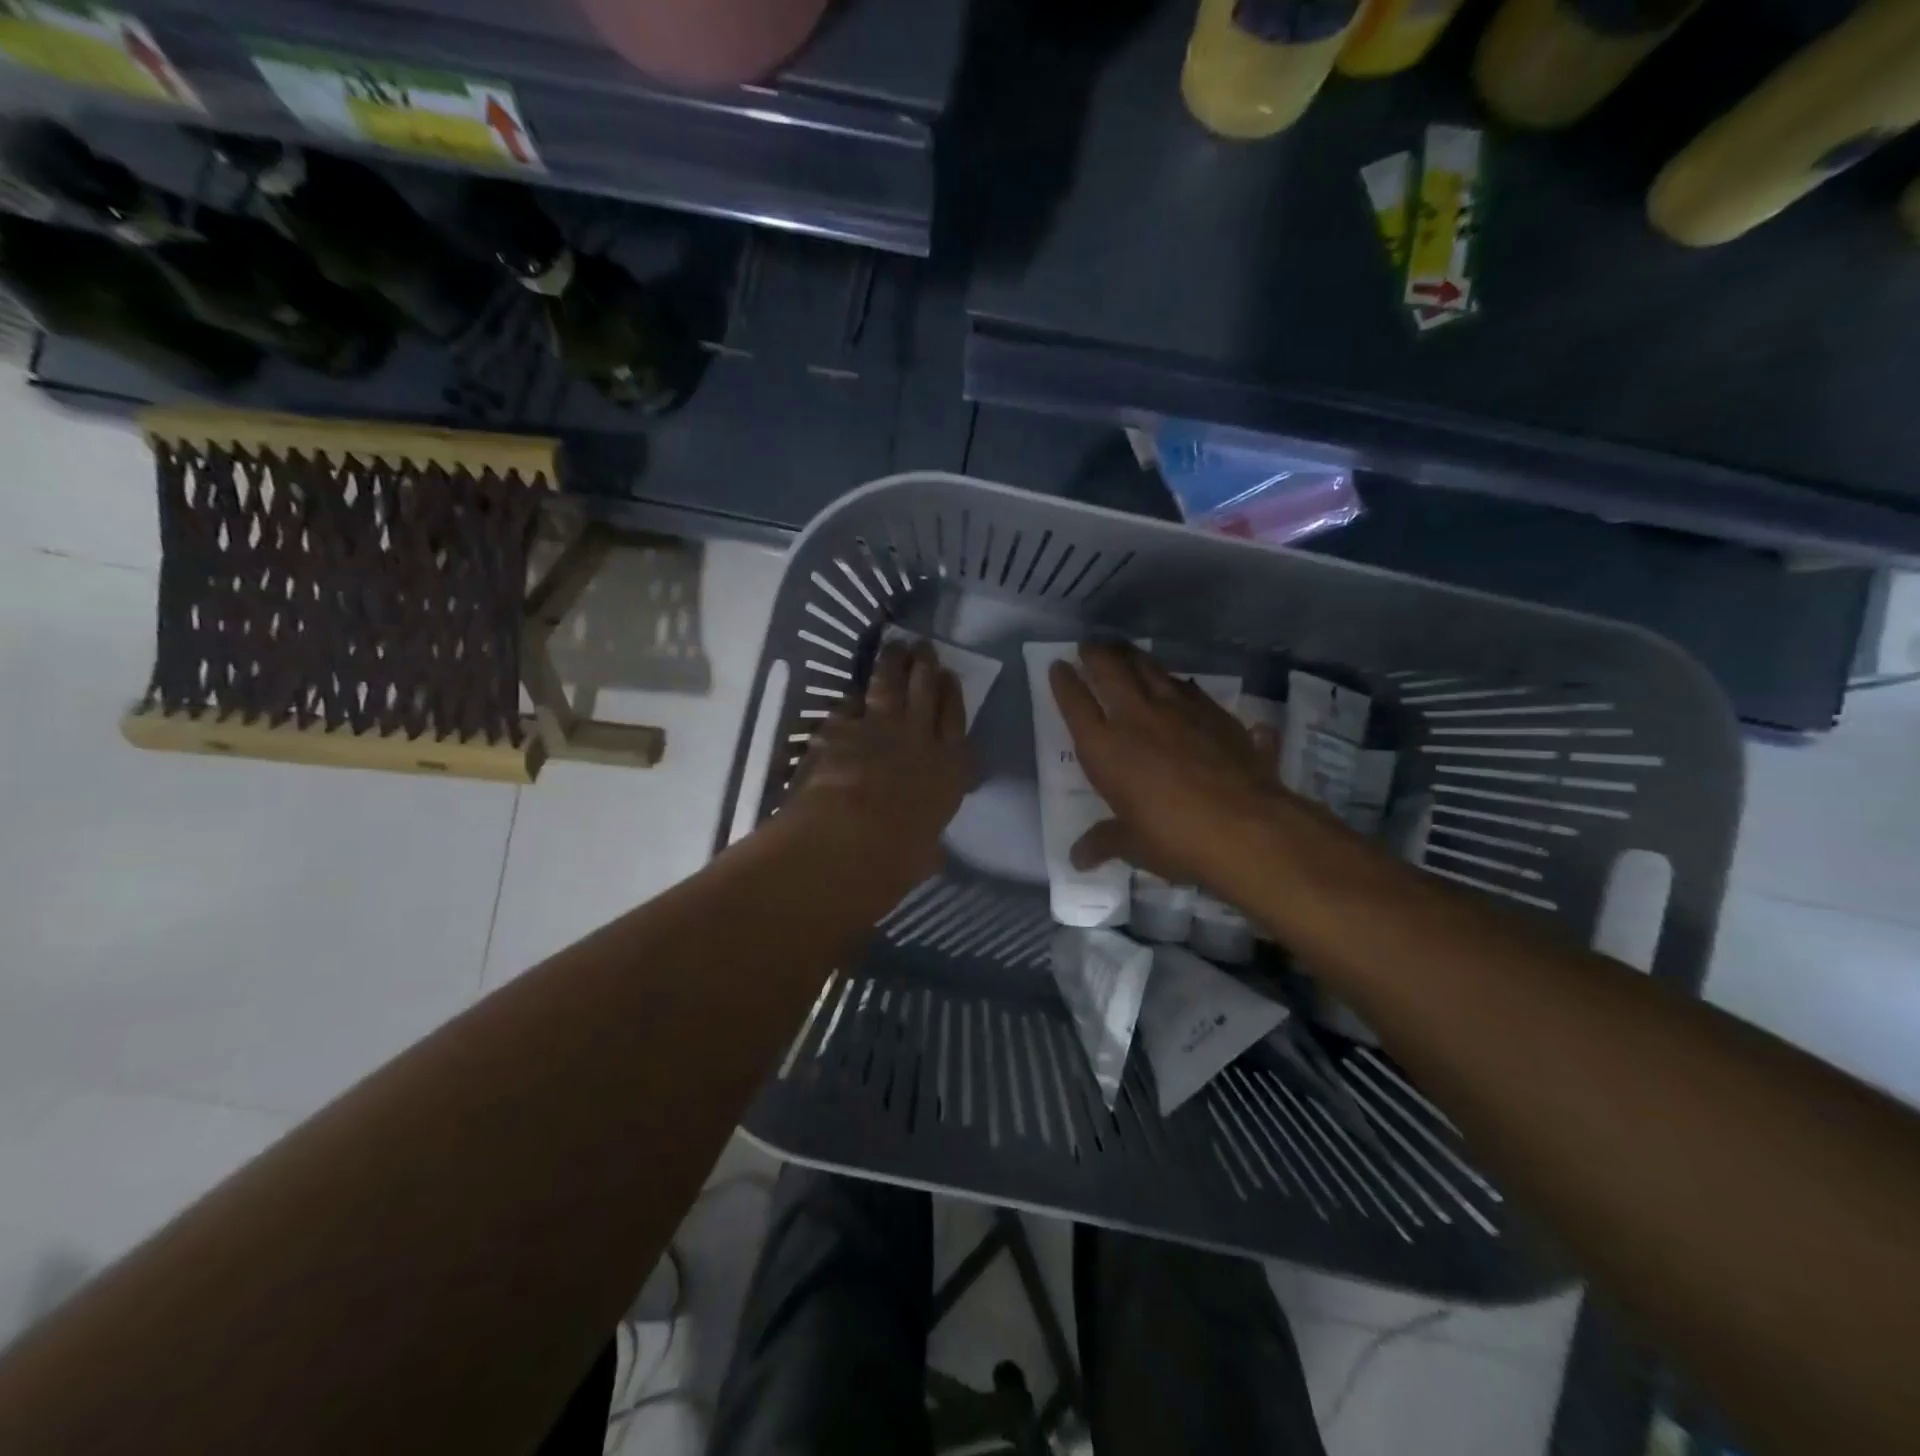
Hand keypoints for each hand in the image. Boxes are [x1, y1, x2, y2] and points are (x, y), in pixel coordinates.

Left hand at [787, 639, 972, 887]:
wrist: (850, 838)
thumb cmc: (897, 857)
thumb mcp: (924, 855)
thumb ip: (928, 847)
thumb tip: (930, 854)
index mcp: (948, 770)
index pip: (956, 721)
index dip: (952, 696)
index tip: (950, 676)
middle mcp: (918, 739)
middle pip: (926, 692)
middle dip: (926, 666)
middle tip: (924, 647)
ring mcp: (878, 728)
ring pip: (890, 686)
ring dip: (893, 664)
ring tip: (895, 646)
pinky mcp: (840, 728)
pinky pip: (848, 705)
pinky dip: (851, 698)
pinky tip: (852, 690)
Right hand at [1049, 642, 1283, 896]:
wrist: (1247, 827)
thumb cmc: (1175, 839)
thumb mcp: (1133, 845)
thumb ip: (1103, 842)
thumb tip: (1077, 860)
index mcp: (1105, 748)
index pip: (1075, 704)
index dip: (1064, 682)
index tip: (1058, 665)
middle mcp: (1136, 718)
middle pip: (1110, 670)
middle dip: (1096, 653)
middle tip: (1090, 644)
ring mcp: (1179, 710)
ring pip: (1150, 669)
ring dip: (1134, 657)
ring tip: (1126, 650)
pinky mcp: (1215, 713)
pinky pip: (1188, 688)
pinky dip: (1176, 682)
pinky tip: (1178, 684)